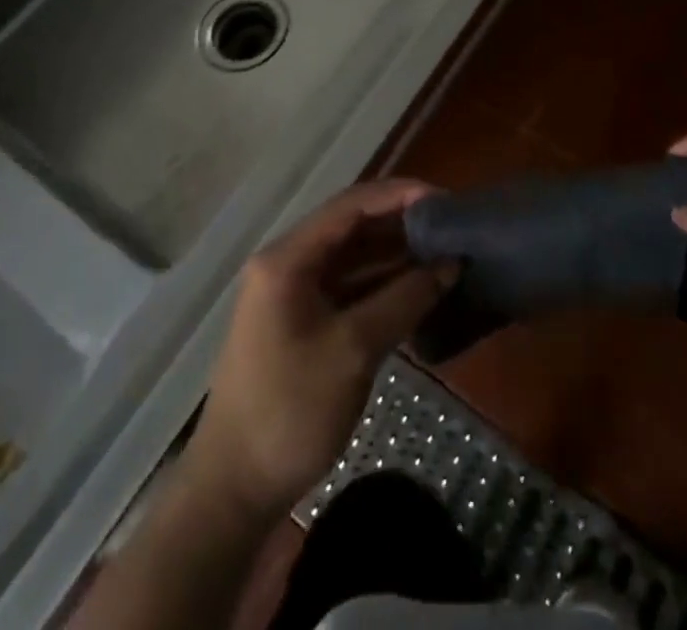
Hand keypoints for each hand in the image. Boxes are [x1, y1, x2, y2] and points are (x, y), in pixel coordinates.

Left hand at [188, 179, 455, 518]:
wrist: (233, 491)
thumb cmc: (289, 410)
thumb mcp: (354, 350)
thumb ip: (404, 299)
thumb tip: (451, 264)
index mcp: (288, 258)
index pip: (351, 205)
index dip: (399, 195)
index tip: (444, 201)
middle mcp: (290, 264)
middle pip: (353, 227)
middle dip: (402, 224)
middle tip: (452, 227)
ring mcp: (295, 294)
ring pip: (355, 258)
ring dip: (397, 255)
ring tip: (446, 252)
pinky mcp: (305, 322)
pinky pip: (351, 288)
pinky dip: (384, 285)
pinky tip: (421, 288)